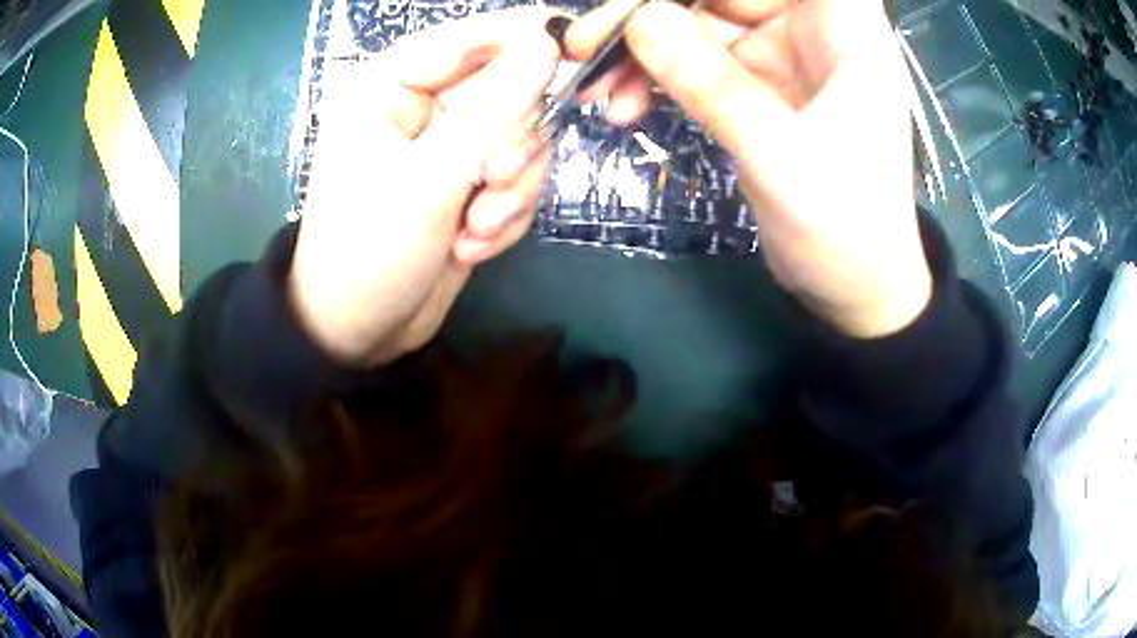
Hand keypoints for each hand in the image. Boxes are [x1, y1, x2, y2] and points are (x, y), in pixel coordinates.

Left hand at [289, 8, 560, 365]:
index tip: (583, 54)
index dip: (530, 38)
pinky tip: (470, 245)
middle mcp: (423, 106)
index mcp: (390, 84)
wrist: (358, 332)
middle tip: (491, 181)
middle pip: (510, 91)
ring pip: (522, 140)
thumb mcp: (429, 179)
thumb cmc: (370, 251)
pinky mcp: (468, 185)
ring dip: (509, 191)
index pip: (474, 36)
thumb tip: (548, 43)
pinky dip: (505, 215)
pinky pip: (517, 180)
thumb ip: (494, 108)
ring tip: (472, 231)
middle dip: (512, 145)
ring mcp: (449, 147)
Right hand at [568, 0, 931, 337]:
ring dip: (642, 49)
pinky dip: (655, 76)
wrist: (854, 288)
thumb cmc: (845, 229)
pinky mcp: (757, 83)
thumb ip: (712, 84)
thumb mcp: (781, 156)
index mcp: (845, 27)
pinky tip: (624, 105)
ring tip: (595, 88)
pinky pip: (694, 60)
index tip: (637, 7)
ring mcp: (782, 53)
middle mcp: (812, 26)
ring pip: (696, 22)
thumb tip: (639, 18)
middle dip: (649, 12)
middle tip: (585, 45)